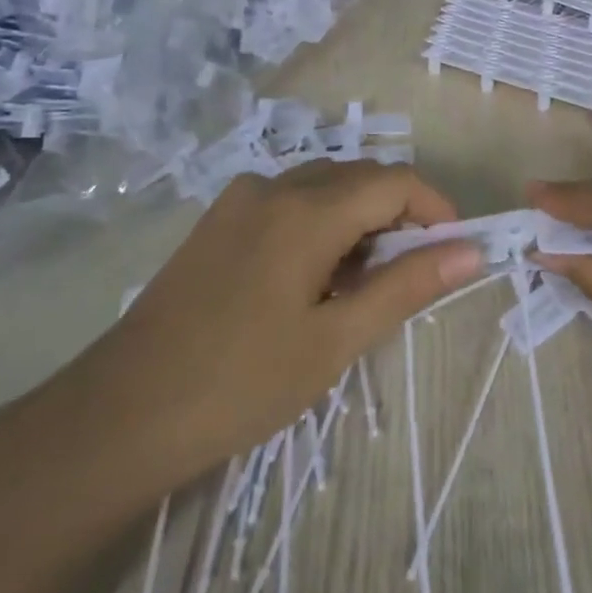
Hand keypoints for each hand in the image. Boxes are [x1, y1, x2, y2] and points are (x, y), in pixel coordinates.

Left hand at [77, 159, 480, 490]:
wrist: (121, 415)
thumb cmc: (241, 383)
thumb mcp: (336, 339)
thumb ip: (407, 286)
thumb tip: (471, 252)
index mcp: (306, 211)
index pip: (395, 182)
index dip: (435, 209)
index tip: (454, 252)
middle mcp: (274, 186)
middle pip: (360, 177)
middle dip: (398, 216)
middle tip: (408, 278)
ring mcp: (240, 199)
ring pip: (324, 187)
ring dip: (359, 221)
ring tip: (359, 287)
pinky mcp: (218, 220)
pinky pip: (289, 201)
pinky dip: (321, 223)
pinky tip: (311, 280)